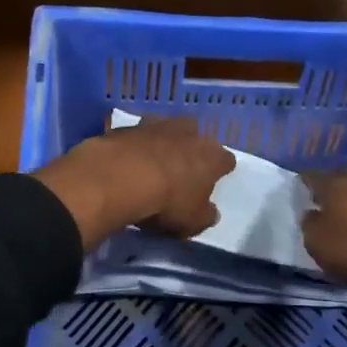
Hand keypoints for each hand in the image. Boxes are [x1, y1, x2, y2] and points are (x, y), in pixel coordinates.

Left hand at [34, 117, 234, 248]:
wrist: (120, 177)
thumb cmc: (167, 202)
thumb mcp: (193, 222)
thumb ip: (205, 215)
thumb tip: (210, 212)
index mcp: (212, 156)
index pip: (226, 161)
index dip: (219, 171)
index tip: (211, 182)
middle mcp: (190, 133)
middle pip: (196, 136)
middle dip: (190, 149)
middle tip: (180, 170)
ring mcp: (158, 124)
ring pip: (166, 129)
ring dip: (162, 142)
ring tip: (151, 162)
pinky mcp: (128, 126)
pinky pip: (137, 135)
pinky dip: (135, 145)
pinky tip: (126, 160)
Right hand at [300, 173, 346, 287]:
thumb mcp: (317, 242)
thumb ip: (309, 223)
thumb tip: (312, 213)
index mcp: (336, 185)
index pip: (314, 176)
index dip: (304, 181)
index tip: (298, 186)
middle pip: (340, 178)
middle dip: (330, 186)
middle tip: (321, 198)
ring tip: (343, 211)